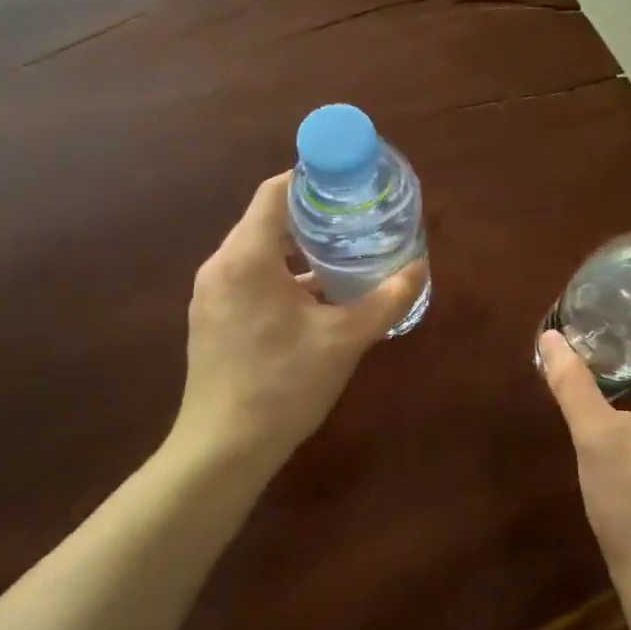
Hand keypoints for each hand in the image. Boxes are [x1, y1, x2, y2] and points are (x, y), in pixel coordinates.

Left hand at [175, 172, 426, 466]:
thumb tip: (419, 268)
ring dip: (298, 251)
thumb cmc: (283, 385)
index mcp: (246, 258)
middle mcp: (221, 266)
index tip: (349, 183)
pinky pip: (249, 279)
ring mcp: (212, 295)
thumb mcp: (344, 340)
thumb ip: (385, 301)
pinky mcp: (212, 320)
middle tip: (357, 220)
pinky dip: (282, 276)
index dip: (311, 179)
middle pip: (267, 221)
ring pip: (258, 253)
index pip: (275, 193)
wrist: (223, 450)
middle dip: (313, 217)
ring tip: (344, 255)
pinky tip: (317, 299)